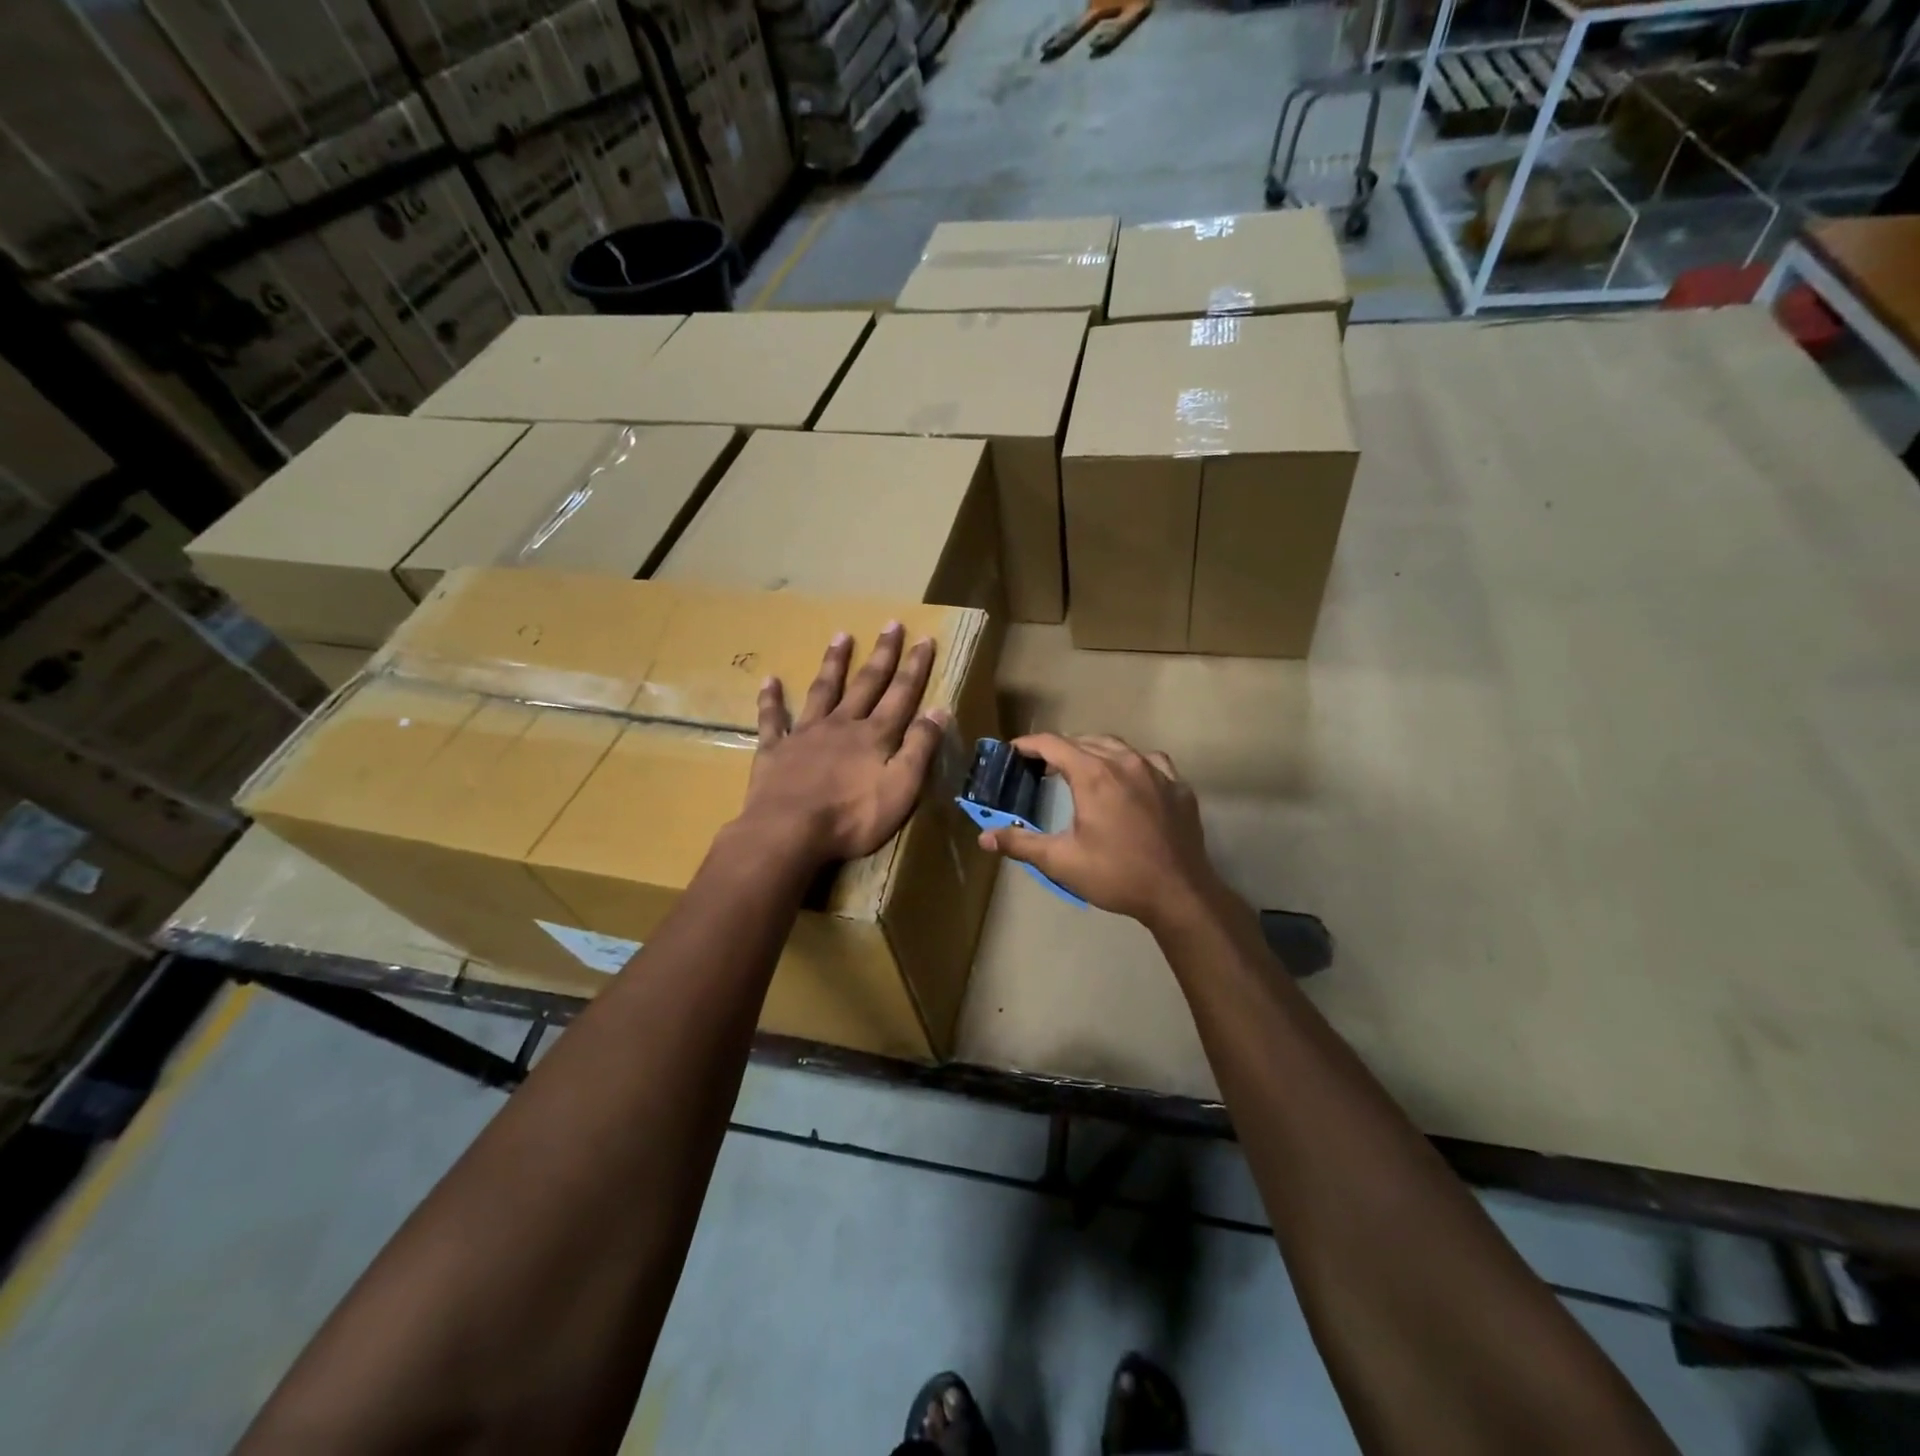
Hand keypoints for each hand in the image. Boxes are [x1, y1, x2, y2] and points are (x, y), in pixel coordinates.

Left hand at [735, 623, 949, 867]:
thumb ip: (920, 748)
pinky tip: (769, 680)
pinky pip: (772, 719)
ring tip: (841, 636)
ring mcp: (805, 735)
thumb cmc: (852, 817)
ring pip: (822, 690)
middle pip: (866, 683)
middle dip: (882, 654)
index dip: (915, 667)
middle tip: (891, 624)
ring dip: (834, 663)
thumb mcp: (901, 787)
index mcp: (874, 736)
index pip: (901, 694)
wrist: (788, 831)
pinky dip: (771, 699)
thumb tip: (940, 709)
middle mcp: (841, 725)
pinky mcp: (775, 751)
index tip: (925, 638)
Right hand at [978, 733, 1229, 933]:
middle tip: (1041, 768)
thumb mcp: (1061, 861)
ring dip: (1094, 752)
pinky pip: (1150, 761)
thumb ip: (1020, 843)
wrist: (1179, 893)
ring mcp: (1156, 771)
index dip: (1029, 744)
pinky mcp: (1178, 786)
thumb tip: (984, 836)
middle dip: (1059, 750)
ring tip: (1081, 769)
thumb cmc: (1116, 874)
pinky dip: (1130, 763)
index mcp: (1094, 774)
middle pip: (1084, 741)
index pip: (1053, 744)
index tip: (1013, 751)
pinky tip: (1128, 780)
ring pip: (1118, 747)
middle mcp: (1125, 762)